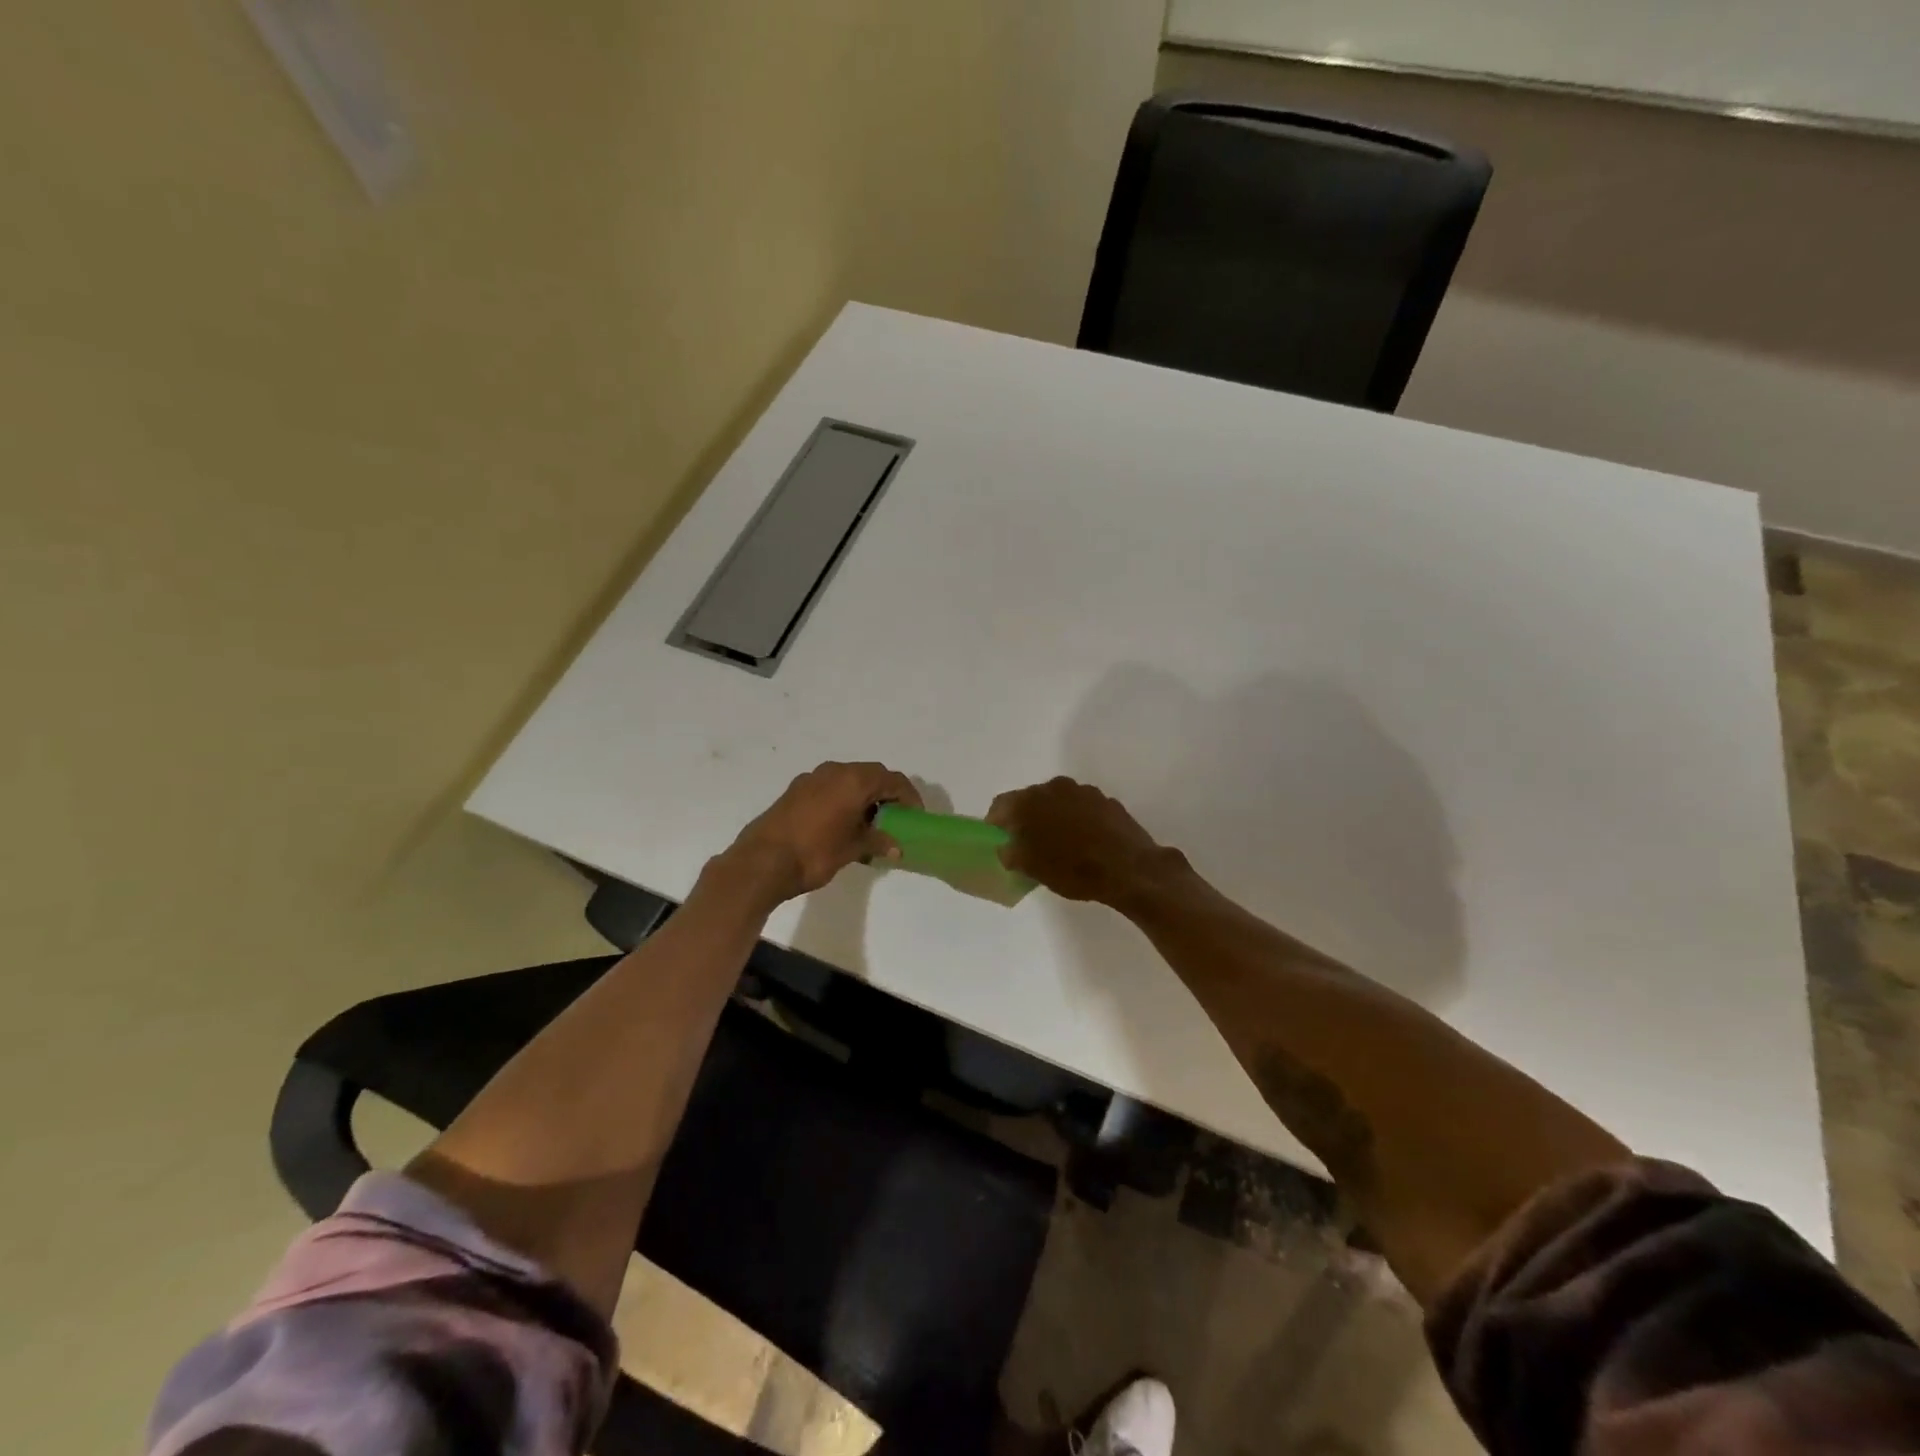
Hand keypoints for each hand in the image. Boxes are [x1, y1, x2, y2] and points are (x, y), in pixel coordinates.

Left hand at [723, 761, 921, 903]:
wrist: (762, 862)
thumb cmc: (815, 853)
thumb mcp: (853, 848)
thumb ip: (877, 841)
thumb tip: (896, 846)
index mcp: (853, 780)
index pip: (892, 780)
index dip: (908, 796)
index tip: (915, 816)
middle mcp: (834, 771)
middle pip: (871, 775)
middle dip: (886, 794)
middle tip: (896, 818)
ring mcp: (811, 778)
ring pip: (848, 780)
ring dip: (863, 796)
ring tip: (870, 824)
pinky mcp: (795, 790)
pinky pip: (830, 788)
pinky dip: (843, 799)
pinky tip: (843, 824)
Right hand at [987, 777, 1173, 905]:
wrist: (1130, 869)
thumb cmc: (1074, 870)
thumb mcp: (1032, 869)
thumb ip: (1011, 853)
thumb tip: (1007, 847)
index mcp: (1030, 801)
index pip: (1000, 805)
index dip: (996, 823)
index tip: (1000, 840)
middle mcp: (1054, 787)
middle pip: (1029, 800)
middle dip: (1025, 819)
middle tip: (1027, 844)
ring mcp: (1083, 791)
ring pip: (1056, 801)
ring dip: (1052, 818)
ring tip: (1058, 844)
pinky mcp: (1105, 800)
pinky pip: (1080, 808)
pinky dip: (1075, 820)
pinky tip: (1084, 842)